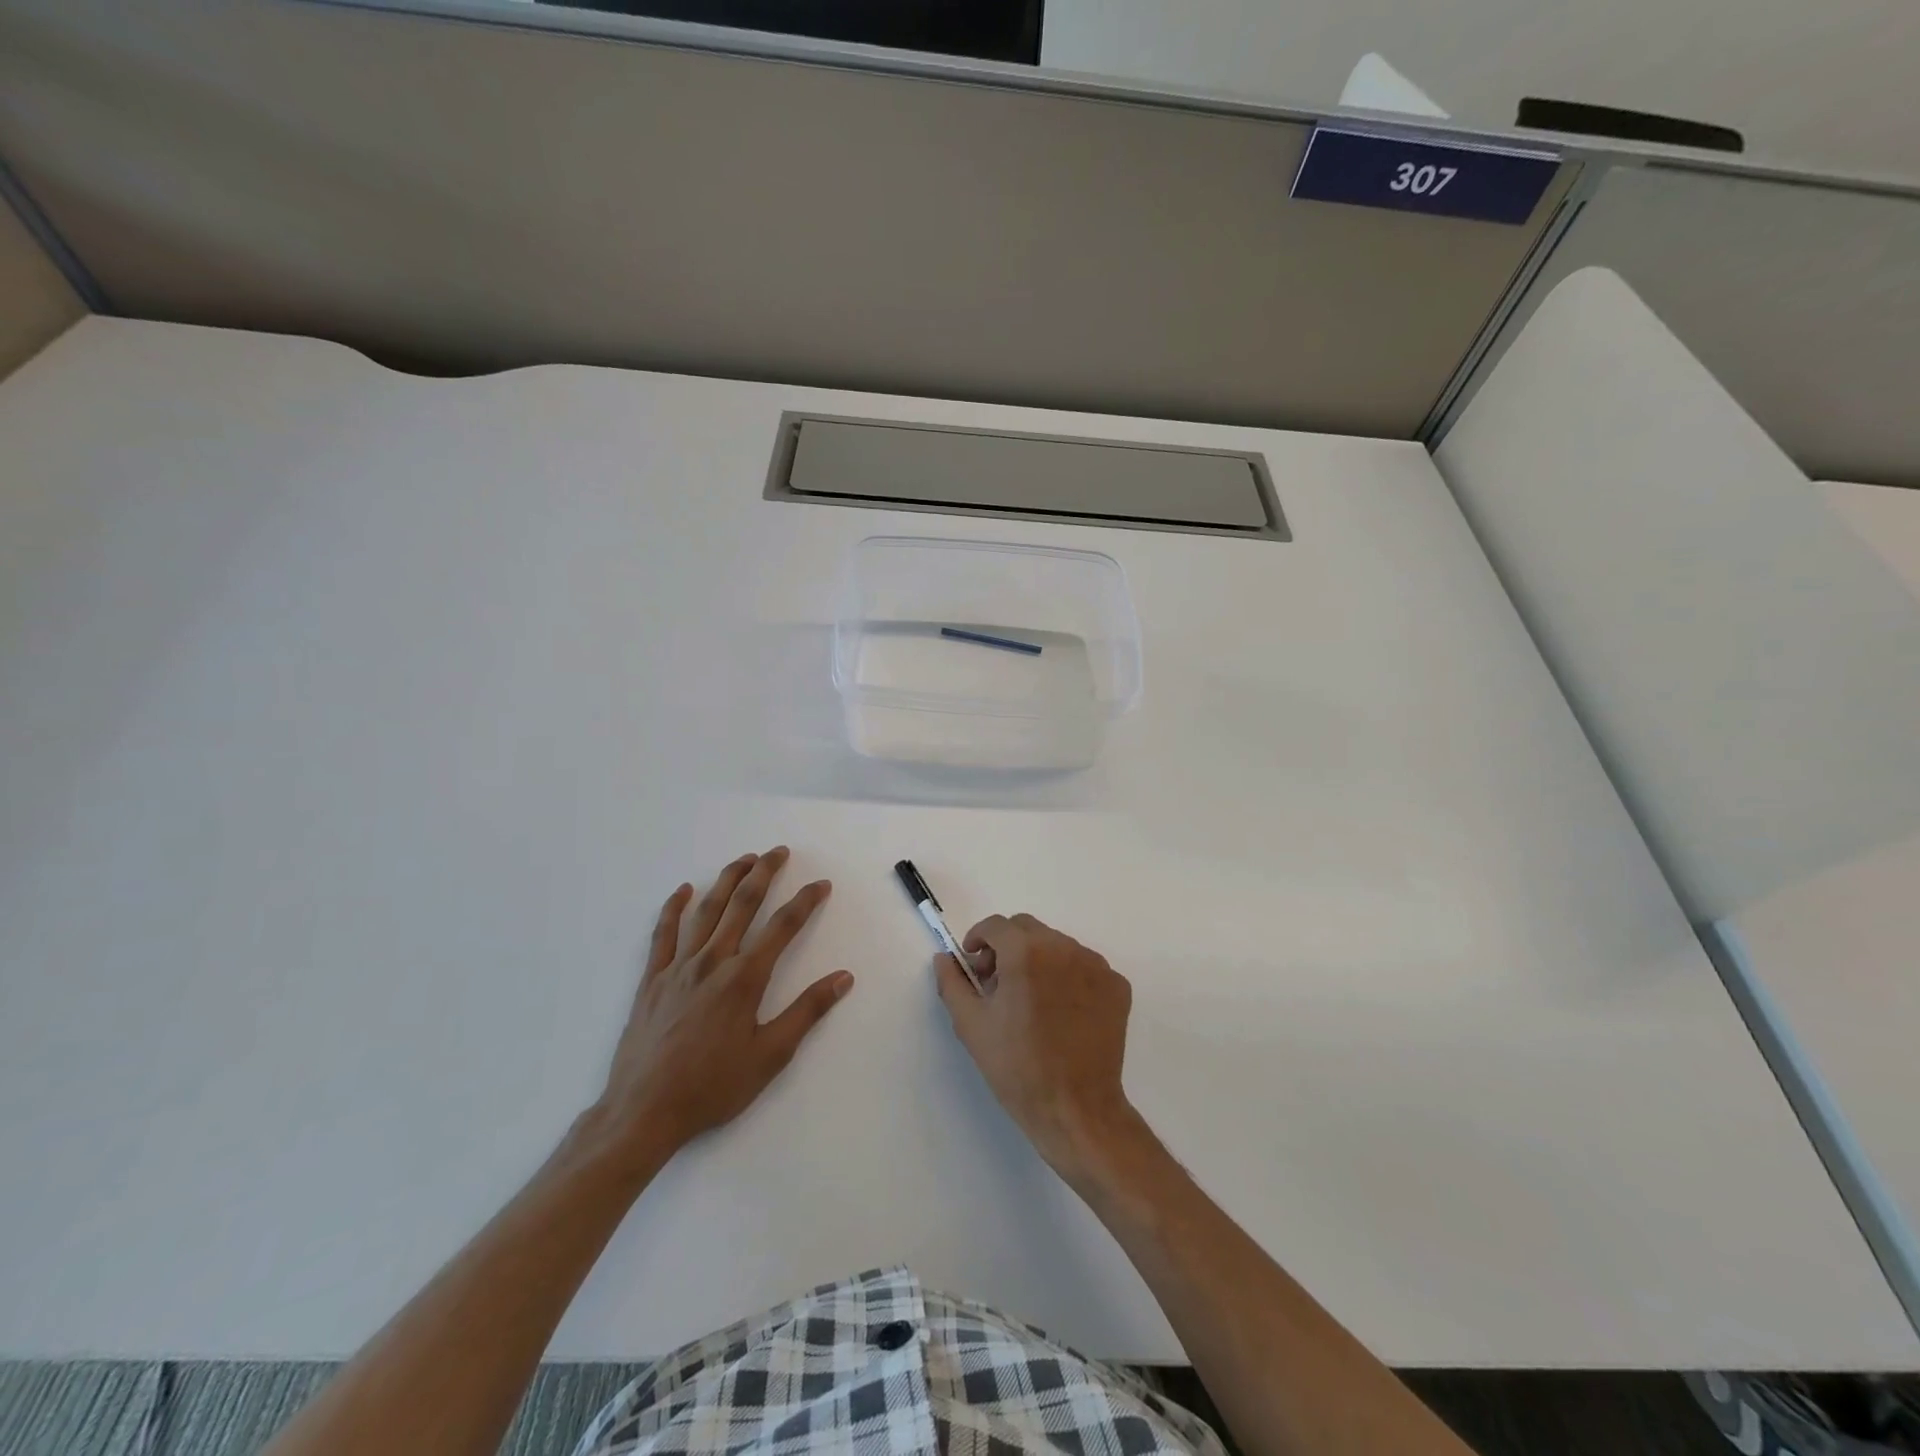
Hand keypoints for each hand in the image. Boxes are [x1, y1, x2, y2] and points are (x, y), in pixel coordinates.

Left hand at [589, 848, 852, 1162]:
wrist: (644, 1111)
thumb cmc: (713, 1086)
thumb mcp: (771, 1055)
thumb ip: (808, 1012)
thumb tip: (843, 977)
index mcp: (744, 978)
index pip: (783, 927)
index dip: (805, 901)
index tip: (821, 884)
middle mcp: (713, 961)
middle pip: (743, 904)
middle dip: (764, 873)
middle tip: (779, 851)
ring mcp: (679, 967)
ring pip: (706, 910)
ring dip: (727, 880)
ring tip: (744, 859)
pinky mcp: (652, 980)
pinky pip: (663, 934)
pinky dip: (674, 908)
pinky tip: (683, 891)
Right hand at [935, 913, 1142, 1182]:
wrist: (1075, 1109)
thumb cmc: (1017, 1067)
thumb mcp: (971, 1025)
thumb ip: (953, 982)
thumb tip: (945, 958)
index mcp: (1025, 952)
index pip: (996, 925)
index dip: (978, 940)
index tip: (974, 966)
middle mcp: (1064, 947)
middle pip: (1027, 929)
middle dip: (1007, 947)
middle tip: (997, 983)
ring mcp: (1096, 965)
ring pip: (1057, 946)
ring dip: (1038, 960)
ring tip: (1030, 1000)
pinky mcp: (1117, 985)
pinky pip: (1085, 967)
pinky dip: (1068, 977)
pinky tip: (1061, 1012)